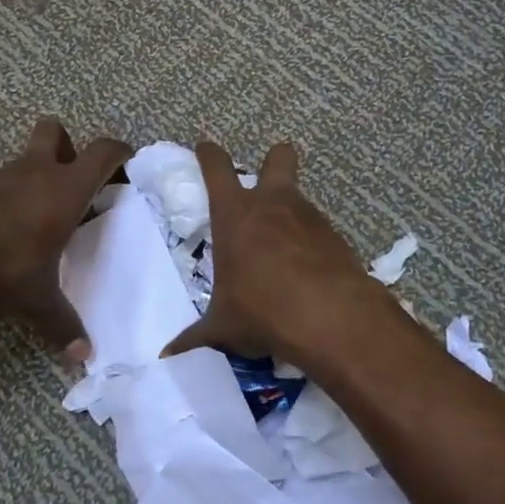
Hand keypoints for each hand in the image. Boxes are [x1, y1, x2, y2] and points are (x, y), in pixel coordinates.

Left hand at [0, 117, 130, 357]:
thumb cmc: (1, 267)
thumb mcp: (37, 302)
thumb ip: (63, 326)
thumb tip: (84, 358)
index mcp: (65, 189)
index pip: (102, 152)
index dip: (119, 153)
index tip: (128, 165)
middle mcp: (35, 172)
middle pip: (55, 131)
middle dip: (69, 147)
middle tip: (76, 183)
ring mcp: (0, 178)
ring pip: (26, 159)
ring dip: (38, 177)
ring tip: (44, 219)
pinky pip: (2, 184)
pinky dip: (12, 198)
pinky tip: (10, 233)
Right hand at [161, 140, 381, 364]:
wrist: (330, 317)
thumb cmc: (262, 310)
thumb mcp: (223, 326)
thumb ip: (196, 336)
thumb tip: (167, 356)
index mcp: (235, 214)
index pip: (216, 167)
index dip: (209, 153)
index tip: (205, 147)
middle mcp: (273, 203)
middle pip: (278, 157)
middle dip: (273, 160)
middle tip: (265, 180)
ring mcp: (309, 216)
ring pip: (299, 197)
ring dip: (290, 213)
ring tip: (282, 250)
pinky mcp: (336, 236)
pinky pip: (318, 230)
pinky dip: (311, 244)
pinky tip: (307, 273)